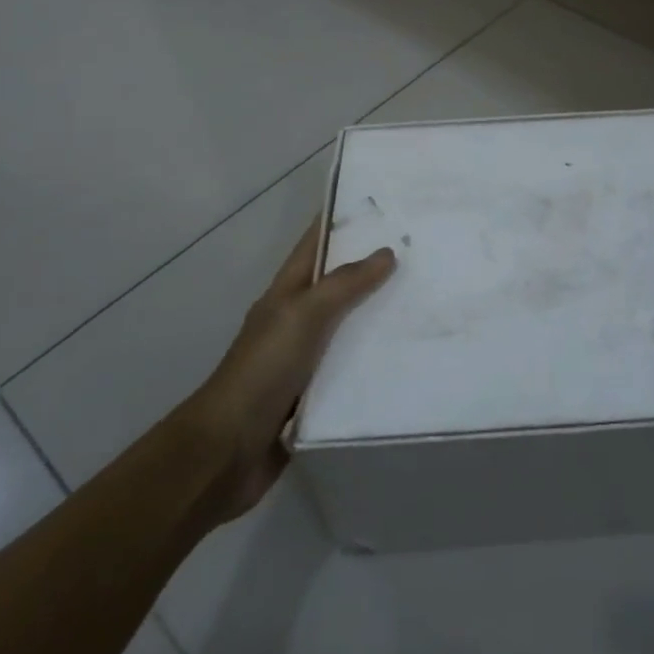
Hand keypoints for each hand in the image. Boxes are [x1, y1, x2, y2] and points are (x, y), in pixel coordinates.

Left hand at [177, 222, 395, 515]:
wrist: (228, 451)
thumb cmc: (263, 369)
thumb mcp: (303, 315)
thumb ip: (344, 284)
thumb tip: (385, 252)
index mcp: (286, 293)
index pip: (315, 245)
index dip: (340, 221)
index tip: (379, 203)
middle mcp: (295, 320)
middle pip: (337, 284)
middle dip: (372, 267)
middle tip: (421, 251)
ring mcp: (304, 359)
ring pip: (348, 326)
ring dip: (379, 315)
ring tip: (425, 299)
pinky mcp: (316, 395)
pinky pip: (352, 367)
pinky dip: (375, 359)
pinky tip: (408, 356)